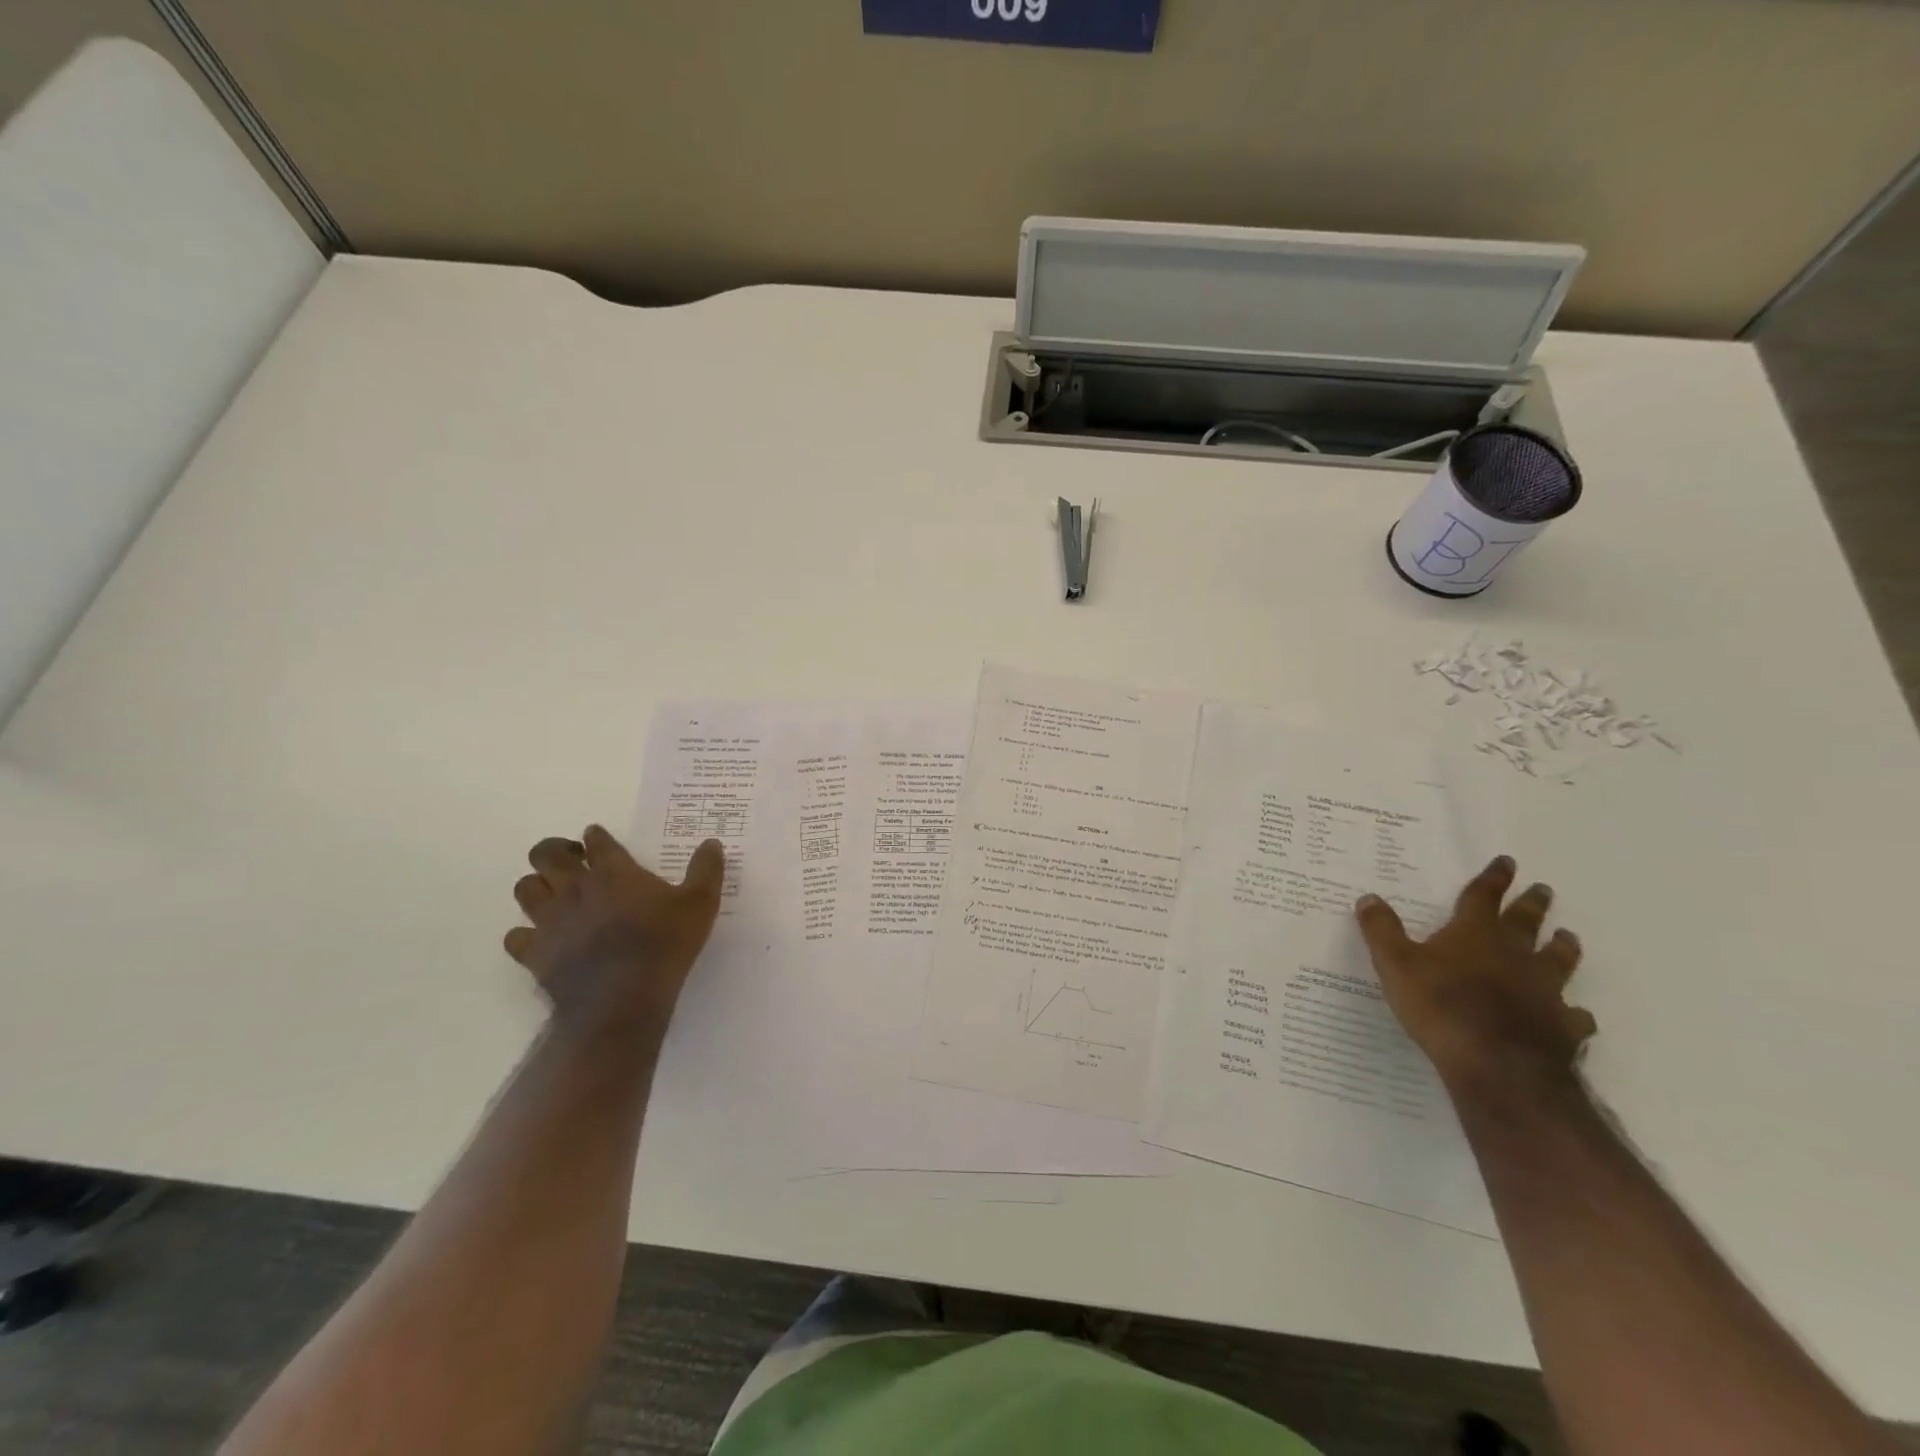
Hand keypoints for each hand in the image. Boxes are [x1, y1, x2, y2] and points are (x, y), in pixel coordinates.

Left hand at [505, 826, 724, 1038]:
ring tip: (555, 895)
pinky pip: (516, 936)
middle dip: (555, 851)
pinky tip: (543, 939)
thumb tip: (711, 843)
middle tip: (573, 862)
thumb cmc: (664, 945)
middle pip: (546, 854)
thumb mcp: (700, 905)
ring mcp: (550, 920)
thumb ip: (706, 871)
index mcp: (614, 872)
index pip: (597, 841)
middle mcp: (575, 888)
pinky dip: (525, 934)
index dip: (596, 837)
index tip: (598, 838)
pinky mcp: (534, 953)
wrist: (622, 1000)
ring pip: (525, 889)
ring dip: (538, 886)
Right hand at [1354, 855, 1595, 1096]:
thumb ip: (1382, 930)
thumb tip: (1368, 898)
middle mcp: (1514, 955)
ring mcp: (1544, 991)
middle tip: (1543, 889)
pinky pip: (1574, 1015)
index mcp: (1474, 935)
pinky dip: (1575, 1012)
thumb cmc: (1441, 1006)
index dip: (1493, 878)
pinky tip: (1576, 1014)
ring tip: (1569, 938)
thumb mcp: (1394, 964)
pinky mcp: (1562, 1027)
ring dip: (1563, 948)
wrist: (1498, 1065)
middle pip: (1526, 923)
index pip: (1483, 898)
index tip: (1506, 861)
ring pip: (1559, 962)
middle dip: (1532, 904)